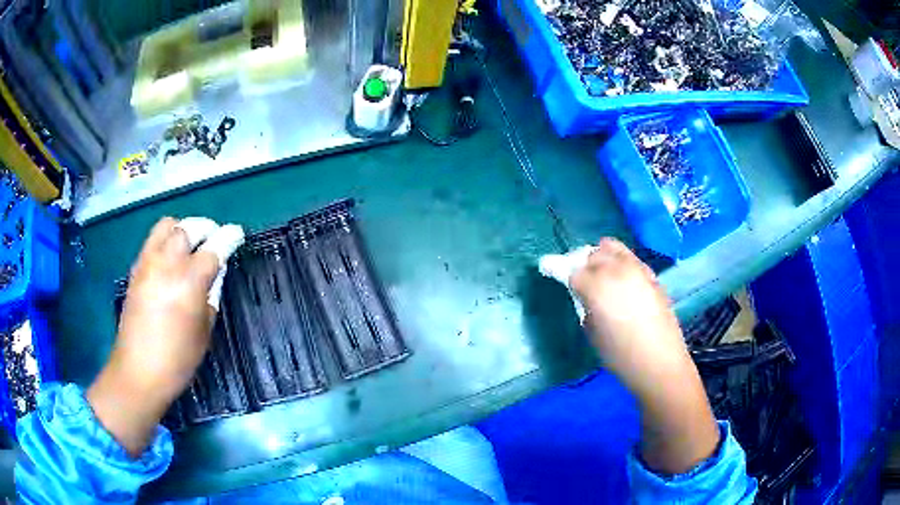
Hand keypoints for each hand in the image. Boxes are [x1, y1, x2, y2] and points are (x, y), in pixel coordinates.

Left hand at [87, 217, 219, 456]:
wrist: (139, 371)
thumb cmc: (178, 359)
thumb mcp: (204, 330)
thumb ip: (211, 294)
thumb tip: (215, 272)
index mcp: (190, 281)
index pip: (215, 246)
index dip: (229, 237)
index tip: (237, 234)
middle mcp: (168, 263)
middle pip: (188, 227)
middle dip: (205, 228)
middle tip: (212, 240)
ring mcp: (148, 263)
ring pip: (167, 226)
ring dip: (182, 229)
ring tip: (189, 244)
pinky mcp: (135, 269)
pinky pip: (153, 241)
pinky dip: (166, 241)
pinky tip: (170, 260)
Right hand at [570, 238, 686, 394]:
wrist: (659, 361)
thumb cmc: (620, 355)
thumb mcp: (591, 331)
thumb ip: (584, 305)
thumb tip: (584, 294)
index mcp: (595, 285)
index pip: (570, 268)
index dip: (557, 269)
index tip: (547, 268)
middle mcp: (616, 269)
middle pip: (592, 253)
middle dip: (582, 264)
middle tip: (579, 280)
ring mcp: (637, 268)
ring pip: (613, 248)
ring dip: (602, 257)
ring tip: (601, 275)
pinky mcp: (652, 275)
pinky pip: (631, 259)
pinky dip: (621, 264)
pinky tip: (622, 283)